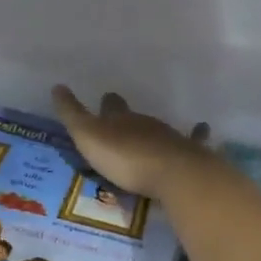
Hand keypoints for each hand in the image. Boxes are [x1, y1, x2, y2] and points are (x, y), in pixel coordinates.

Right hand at [52, 86, 209, 198]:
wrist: (172, 173)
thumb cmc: (125, 157)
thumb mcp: (88, 137)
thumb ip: (72, 114)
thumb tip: (57, 86)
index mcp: (120, 118)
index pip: (111, 105)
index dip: (107, 104)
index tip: (105, 100)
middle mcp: (146, 122)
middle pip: (135, 116)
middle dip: (128, 119)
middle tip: (122, 123)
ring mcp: (170, 137)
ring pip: (159, 129)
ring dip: (152, 133)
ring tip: (146, 139)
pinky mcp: (190, 154)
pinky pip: (195, 140)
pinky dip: (197, 135)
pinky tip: (203, 129)